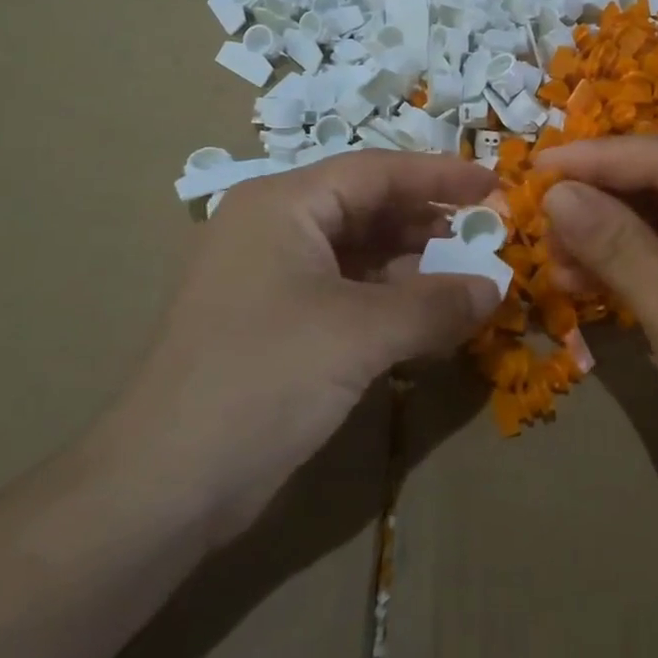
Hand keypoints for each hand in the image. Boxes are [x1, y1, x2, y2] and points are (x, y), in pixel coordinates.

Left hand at [91, 152, 497, 541]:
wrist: (162, 486)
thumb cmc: (263, 379)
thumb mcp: (360, 335)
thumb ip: (435, 304)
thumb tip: (495, 288)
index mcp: (283, 204)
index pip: (376, 170)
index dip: (438, 175)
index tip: (493, 185)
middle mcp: (273, 227)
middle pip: (366, 207)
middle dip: (427, 223)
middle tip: (487, 237)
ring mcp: (269, 277)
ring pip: (357, 253)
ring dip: (412, 266)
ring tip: (467, 280)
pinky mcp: (272, 322)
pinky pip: (343, 292)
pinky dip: (387, 301)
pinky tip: (426, 320)